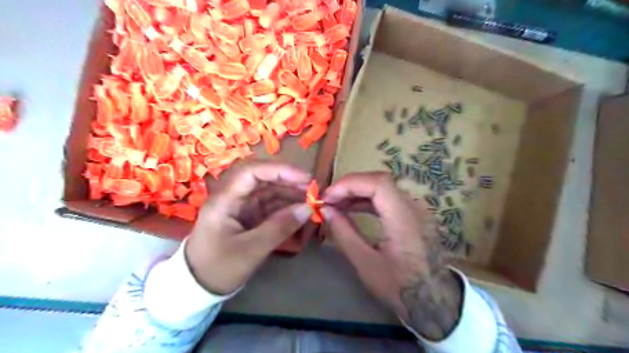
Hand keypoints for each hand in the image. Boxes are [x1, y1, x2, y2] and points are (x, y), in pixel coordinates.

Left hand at [187, 163, 314, 294]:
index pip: (252, 172)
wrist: (198, 287)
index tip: (304, 178)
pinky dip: (285, 207)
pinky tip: (300, 210)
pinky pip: (269, 205)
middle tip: (313, 189)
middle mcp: (232, 197)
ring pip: (268, 191)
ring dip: (289, 193)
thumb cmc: (219, 268)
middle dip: (288, 181)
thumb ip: (280, 227)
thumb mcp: (251, 250)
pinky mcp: (247, 216)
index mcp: (225, 199)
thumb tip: (308, 209)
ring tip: (311, 200)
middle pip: (262, 178)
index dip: (279, 170)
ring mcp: (240, 206)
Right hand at [324, 172, 460, 340]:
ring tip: (336, 203)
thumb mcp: (365, 263)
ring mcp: (417, 209)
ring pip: (384, 187)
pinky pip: (389, 198)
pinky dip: (369, 200)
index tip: (328, 197)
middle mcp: (414, 207)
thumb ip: (344, 233)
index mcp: (404, 219)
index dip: (350, 184)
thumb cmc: (399, 286)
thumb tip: (326, 210)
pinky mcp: (414, 214)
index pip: (378, 183)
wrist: (434, 299)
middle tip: (328, 199)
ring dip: (358, 192)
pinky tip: (353, 208)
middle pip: (380, 181)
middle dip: (351, 186)